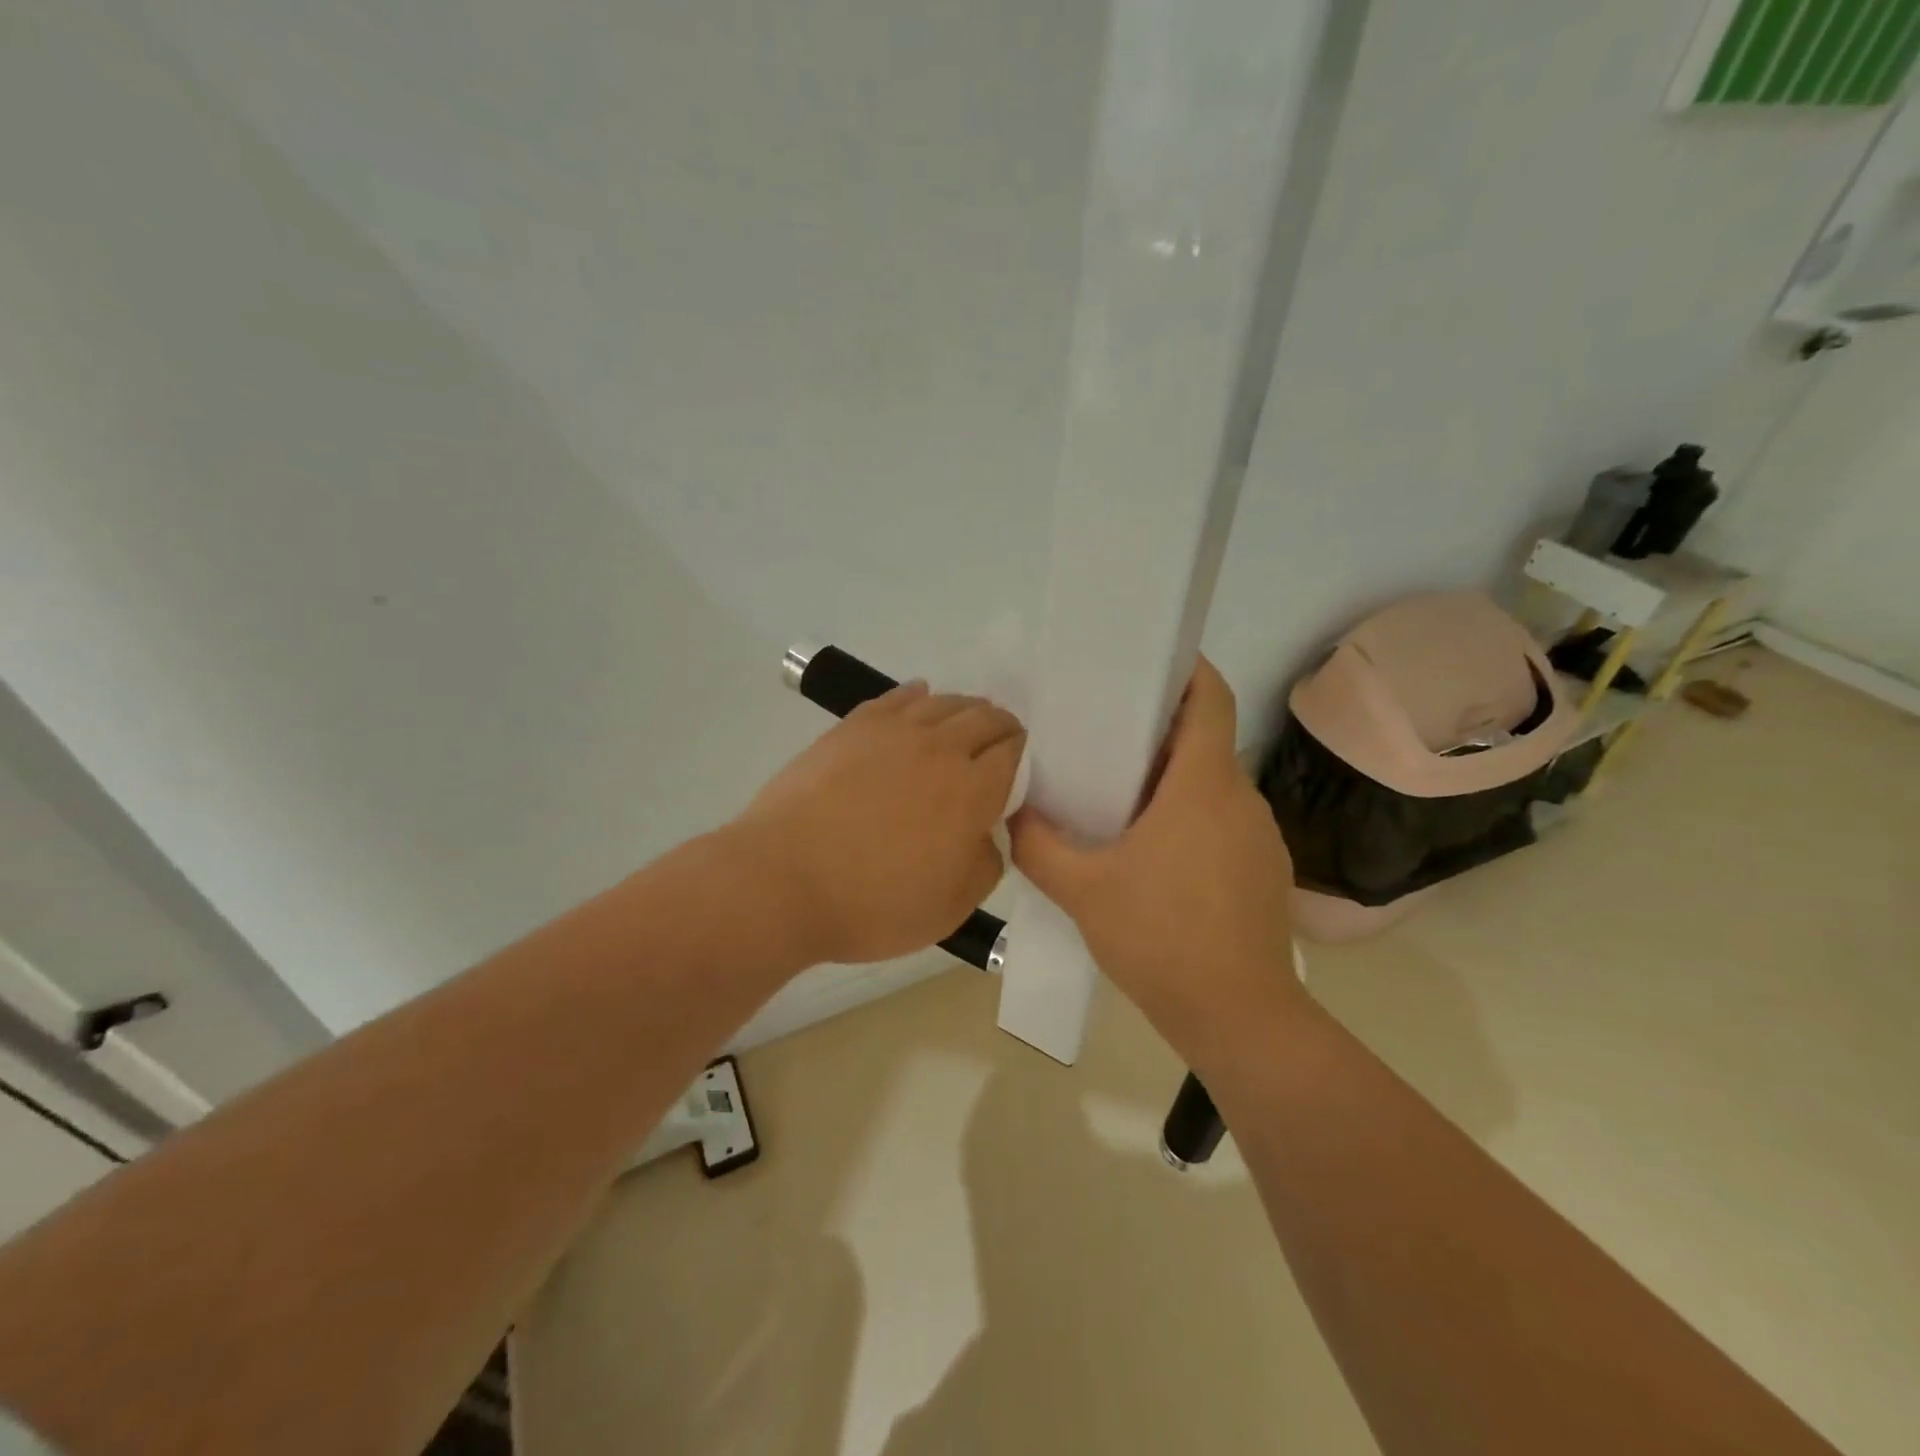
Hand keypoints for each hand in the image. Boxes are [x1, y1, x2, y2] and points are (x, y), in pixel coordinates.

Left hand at [736, 682, 1024, 964]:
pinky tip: (920, 698)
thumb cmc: (873, 905)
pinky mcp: (852, 727)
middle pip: (985, 718)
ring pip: (944, 702)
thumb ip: (986, 864)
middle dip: (1002, 728)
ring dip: (965, 709)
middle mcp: (940, 748)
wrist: (783, 881)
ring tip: (964, 723)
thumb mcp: (951, 908)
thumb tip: (988, 833)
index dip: (1025, 757)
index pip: (1015, 754)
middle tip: (1000, 745)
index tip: (1021, 770)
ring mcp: (893, 732)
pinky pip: (896, 697)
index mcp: (972, 790)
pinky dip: (917, 695)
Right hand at [1010, 656, 1301, 1062]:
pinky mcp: (1263, 870)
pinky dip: (1189, 817)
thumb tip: (1014, 813)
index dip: (1188, 669)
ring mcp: (1259, 836)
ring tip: (1117, 796)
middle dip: (1158, 730)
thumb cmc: (1162, 939)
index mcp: (1203, 785)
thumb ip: (1039, 845)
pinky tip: (1152, 854)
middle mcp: (1241, 799)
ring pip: (1212, 785)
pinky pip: (1222, 822)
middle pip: (1204, 741)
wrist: (1238, 1017)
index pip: (1210, 700)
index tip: (1149, 660)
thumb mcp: (1083, 891)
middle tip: (1103, 734)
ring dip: (1171, 780)